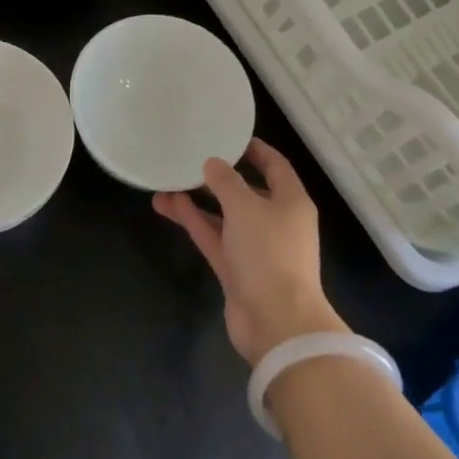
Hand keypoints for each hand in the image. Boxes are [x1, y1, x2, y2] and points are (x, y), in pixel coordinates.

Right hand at [153, 138, 346, 364]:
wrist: (276, 322)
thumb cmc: (269, 254)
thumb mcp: (246, 207)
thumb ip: (226, 181)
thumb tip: (213, 163)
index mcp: (291, 202)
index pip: (275, 166)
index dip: (255, 150)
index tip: (229, 136)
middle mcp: (276, 221)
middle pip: (246, 191)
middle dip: (219, 176)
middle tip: (190, 158)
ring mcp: (255, 248)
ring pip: (224, 216)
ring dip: (198, 200)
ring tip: (167, 181)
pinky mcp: (236, 270)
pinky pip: (214, 238)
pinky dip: (194, 222)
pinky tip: (169, 205)